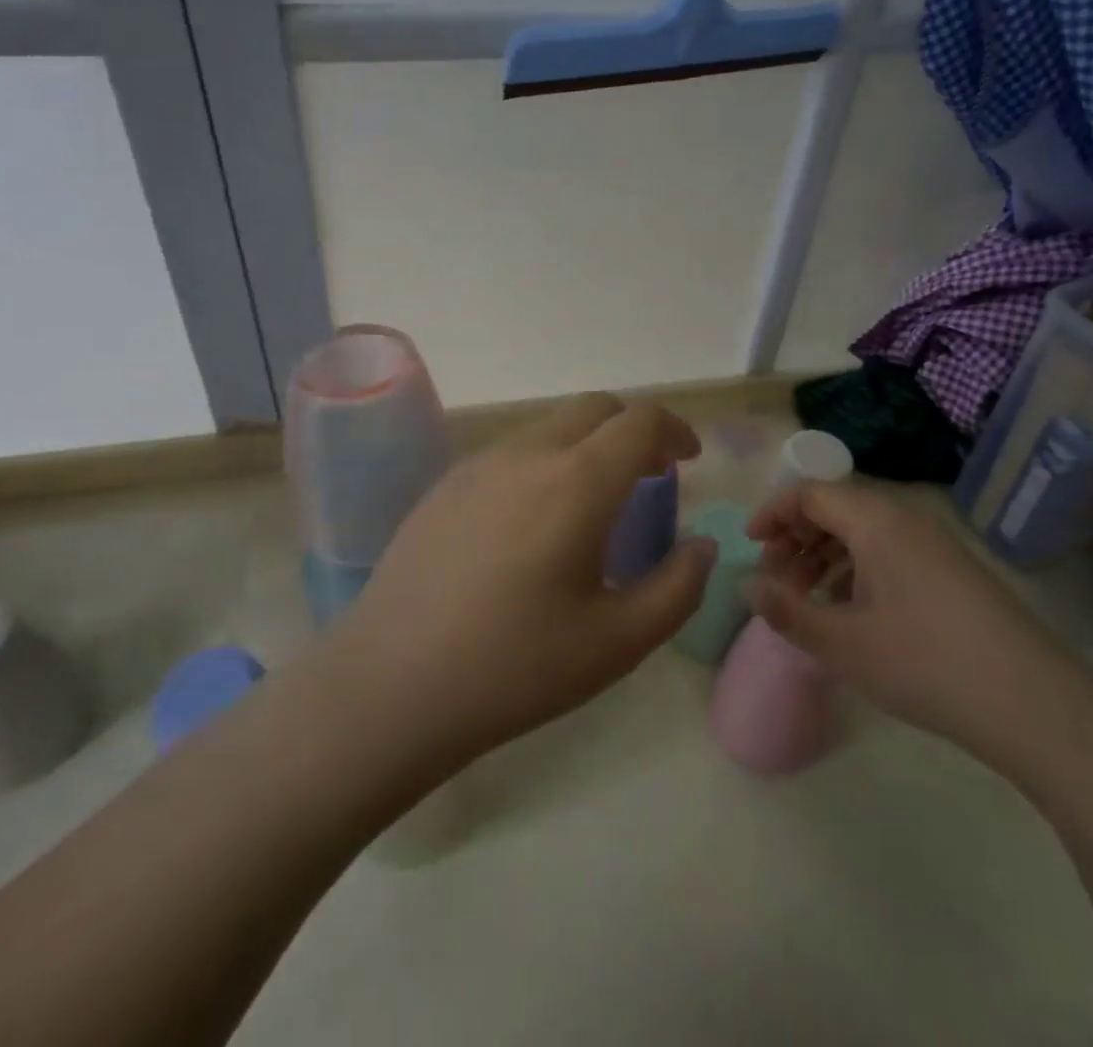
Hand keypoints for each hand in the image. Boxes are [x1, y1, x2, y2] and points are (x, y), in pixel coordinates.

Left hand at [331, 394, 716, 768]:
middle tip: (650, 474)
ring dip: (587, 446)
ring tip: (594, 504)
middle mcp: (527, 454)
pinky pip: (511, 452)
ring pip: (550, 428)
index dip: (674, 430)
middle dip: (633, 429)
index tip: (688, 460)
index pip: (639, 421)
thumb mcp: (618, 642)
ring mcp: (479, 464)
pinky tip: (533, 523)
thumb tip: (702, 545)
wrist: (391, 684)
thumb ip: (678, 588)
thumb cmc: (515, 666)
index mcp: (576, 482)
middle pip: (594, 408)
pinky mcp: (445, 484)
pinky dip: (545, 463)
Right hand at [745, 482, 1075, 761]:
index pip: (810, 493)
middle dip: (797, 538)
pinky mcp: (954, 573)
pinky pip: (890, 553)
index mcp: (876, 522)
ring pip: (864, 533)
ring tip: (809, 600)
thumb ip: (787, 611)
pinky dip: (858, 571)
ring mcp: (935, 546)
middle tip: (777, 580)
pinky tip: (852, 613)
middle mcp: (905, 521)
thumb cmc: (925, 664)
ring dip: (826, 557)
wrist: (1035, 706)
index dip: (773, 513)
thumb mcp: (843, 644)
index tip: (751, 545)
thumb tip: (748, 585)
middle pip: (836, 509)